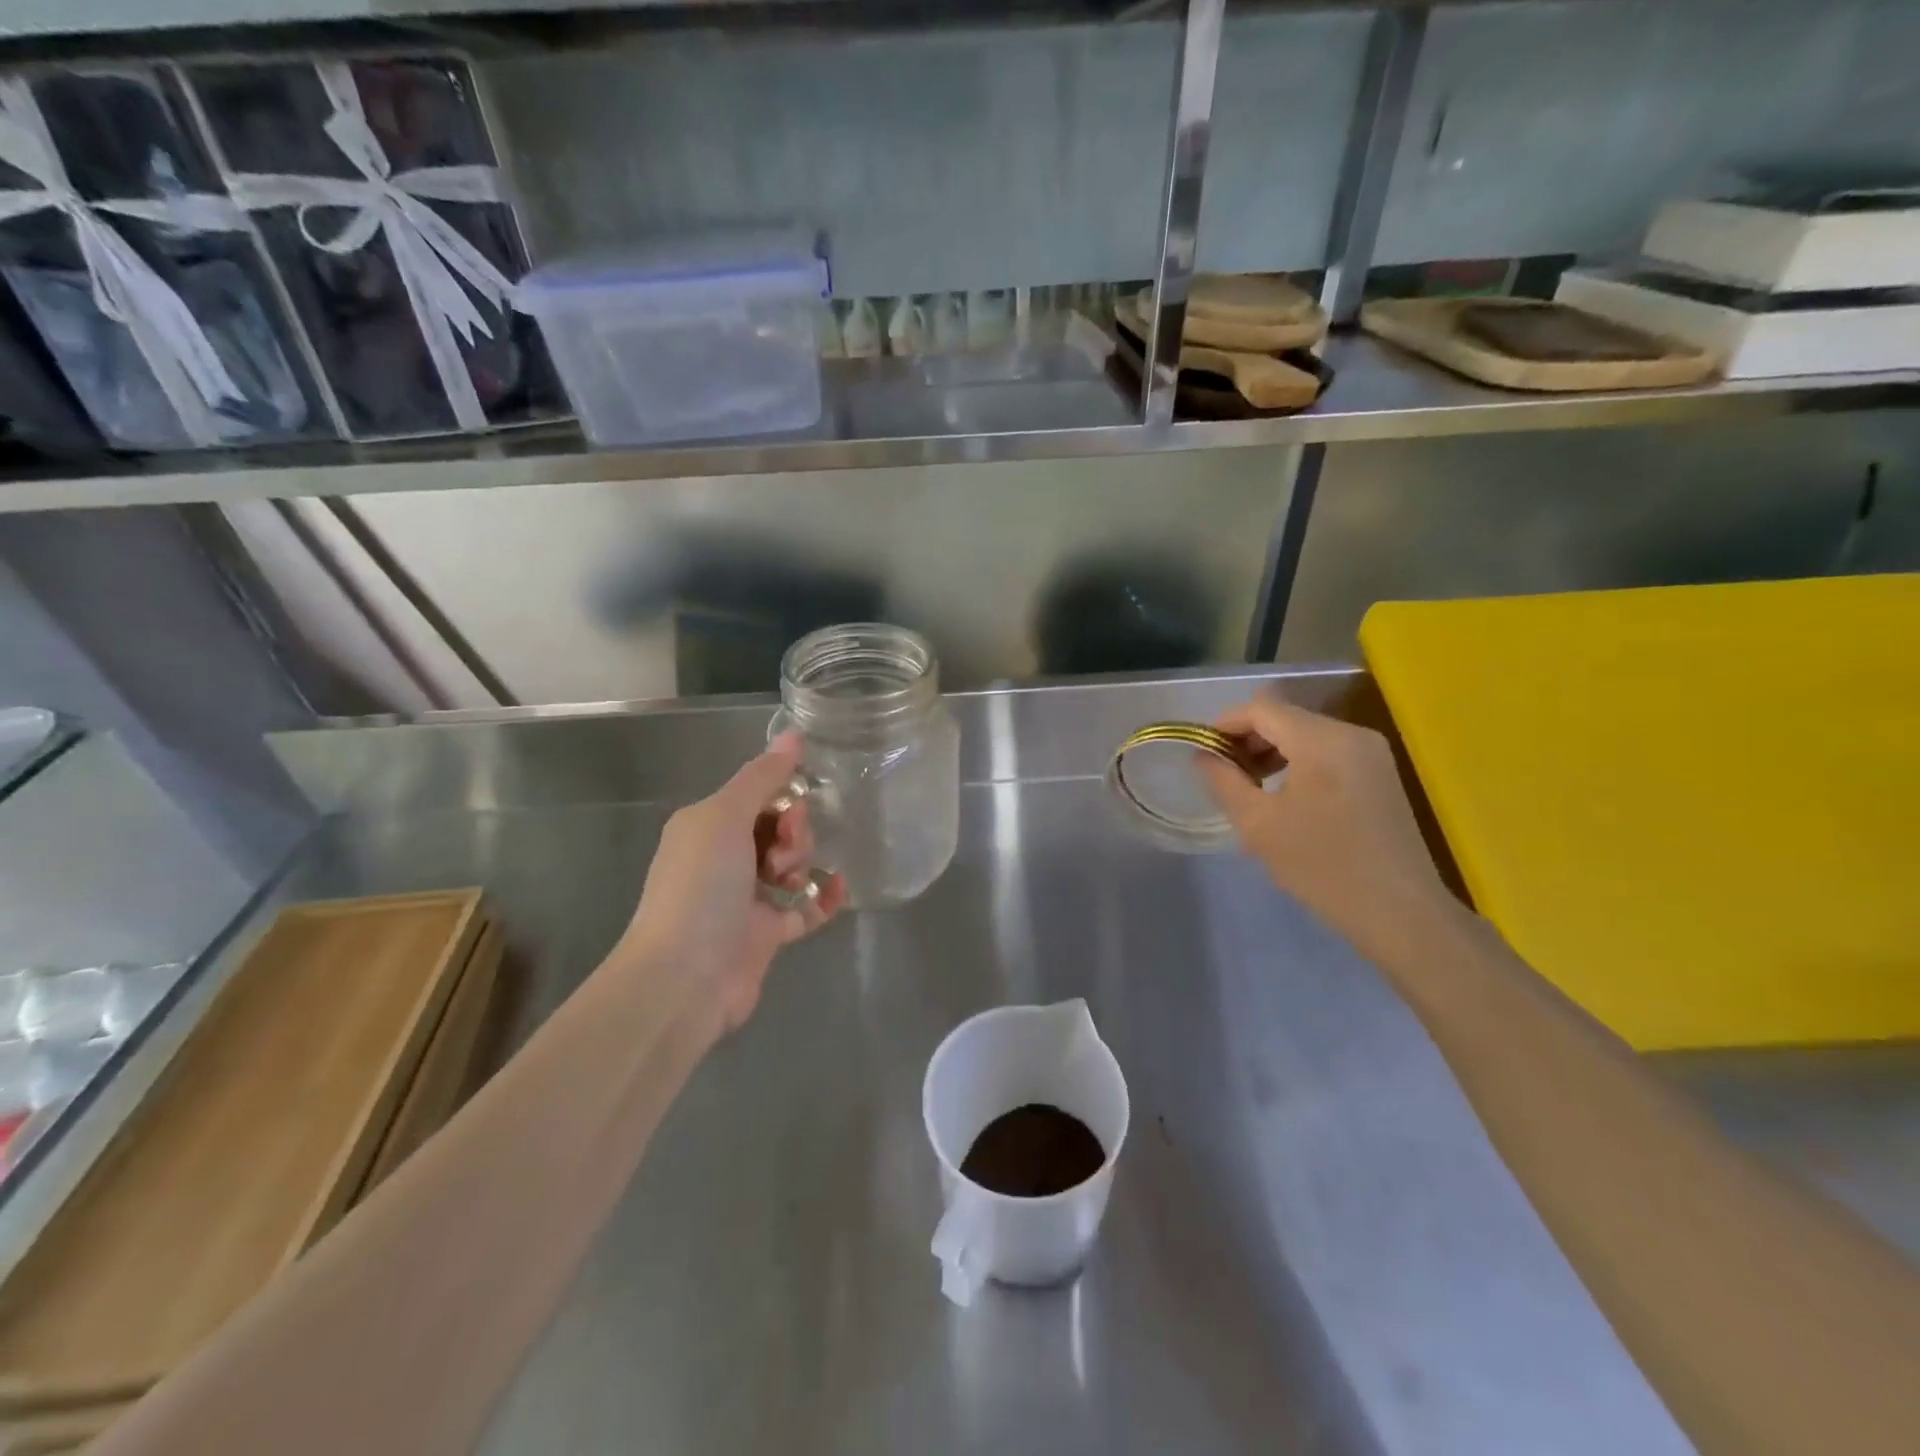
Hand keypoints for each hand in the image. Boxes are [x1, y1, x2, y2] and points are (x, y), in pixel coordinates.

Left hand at [616, 732, 845, 1032]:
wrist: (685, 977)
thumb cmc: (701, 886)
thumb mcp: (726, 817)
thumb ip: (762, 776)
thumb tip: (793, 733)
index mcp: (707, 826)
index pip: (757, 796)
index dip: (783, 797)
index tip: (793, 810)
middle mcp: (724, 858)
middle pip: (778, 827)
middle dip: (794, 832)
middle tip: (785, 854)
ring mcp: (745, 898)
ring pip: (792, 864)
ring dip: (804, 862)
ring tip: (793, 879)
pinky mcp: (766, 934)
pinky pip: (805, 906)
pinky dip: (823, 897)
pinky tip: (838, 890)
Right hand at [1197, 694, 1462, 961]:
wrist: (1399, 912)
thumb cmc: (1322, 867)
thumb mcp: (1258, 824)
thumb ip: (1224, 781)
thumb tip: (1204, 756)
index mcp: (1322, 741)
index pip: (1262, 708)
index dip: (1225, 723)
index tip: (1203, 753)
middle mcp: (1350, 734)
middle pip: (1285, 716)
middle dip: (1247, 738)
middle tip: (1223, 774)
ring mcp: (1370, 752)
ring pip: (1305, 733)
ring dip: (1271, 750)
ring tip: (1249, 787)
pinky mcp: (1379, 772)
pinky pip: (1326, 750)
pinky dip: (1297, 762)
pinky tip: (1284, 796)